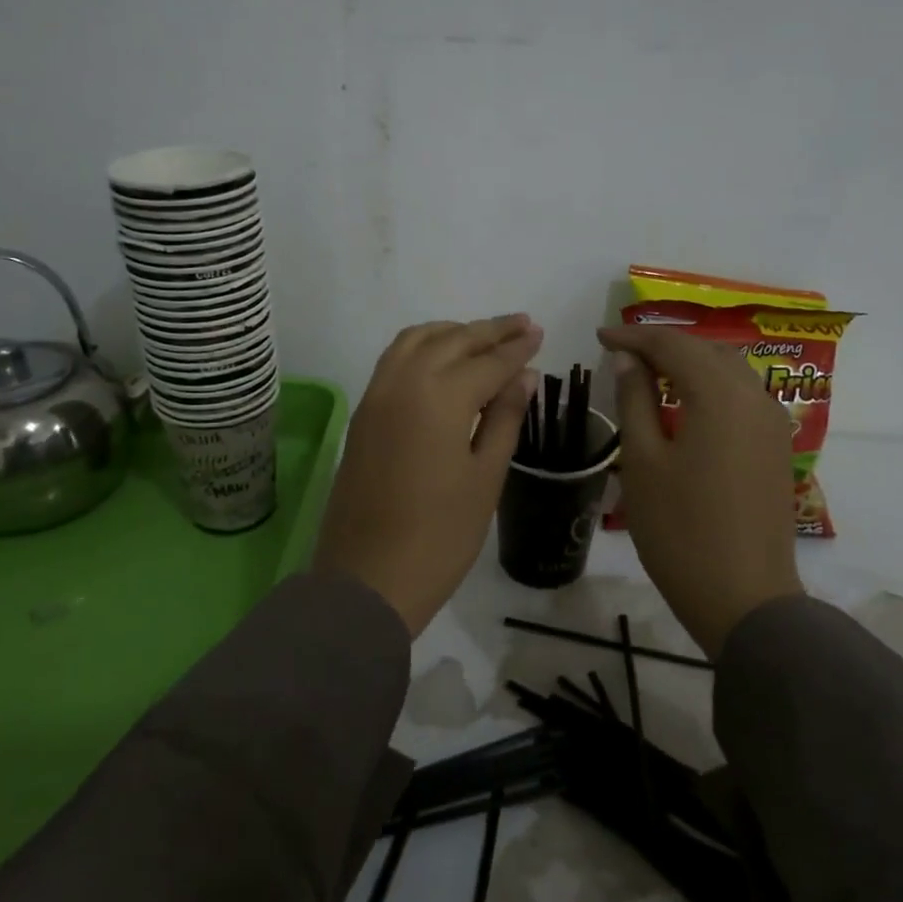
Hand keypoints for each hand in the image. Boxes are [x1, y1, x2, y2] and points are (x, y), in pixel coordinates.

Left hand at [315, 315, 543, 634]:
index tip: (539, 332)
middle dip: (490, 330)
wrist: (368, 577)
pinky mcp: (363, 412)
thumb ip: (505, 418)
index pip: (488, 361)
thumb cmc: (440, 536)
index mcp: (441, 397)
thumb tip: (524, 375)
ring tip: (482, 336)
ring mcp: (377, 395)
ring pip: (417, 340)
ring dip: (452, 331)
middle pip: (452, 340)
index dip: (517, 347)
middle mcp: (404, 382)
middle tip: (521, 324)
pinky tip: (441, 358)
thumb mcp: (485, 477)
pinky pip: (394, 359)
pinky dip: (422, 346)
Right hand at [597, 324, 802, 657]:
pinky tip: (686, 403)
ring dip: (691, 363)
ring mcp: (773, 424)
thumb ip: (635, 400)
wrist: (744, 598)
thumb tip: (628, 359)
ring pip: (730, 371)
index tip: (600, 336)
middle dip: (664, 345)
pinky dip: (711, 387)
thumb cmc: (680, 530)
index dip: (634, 337)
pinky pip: (743, 397)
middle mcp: (755, 397)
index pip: (673, 345)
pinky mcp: (777, 448)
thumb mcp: (643, 461)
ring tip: (651, 372)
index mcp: (720, 395)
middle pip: (707, 350)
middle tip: (623, 352)